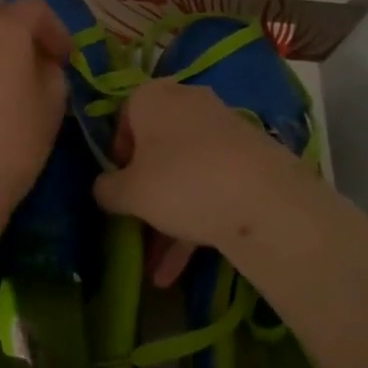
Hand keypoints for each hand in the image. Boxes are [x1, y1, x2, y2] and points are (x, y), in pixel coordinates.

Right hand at [92, 79, 318, 285]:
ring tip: (157, 270)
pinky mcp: (250, 159)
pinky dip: (195, 221)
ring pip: (185, 173)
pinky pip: (212, 186)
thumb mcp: (129, 192)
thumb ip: (107, 188)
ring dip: (168, 218)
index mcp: (154, 96)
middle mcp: (189, 103)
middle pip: (157, 147)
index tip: (117, 185)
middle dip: (145, 192)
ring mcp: (224, 130)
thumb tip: (103, 188)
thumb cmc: (180, 182)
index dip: (116, 153)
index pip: (123, 116)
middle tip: (135, 224)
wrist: (264, 201)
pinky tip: (180, 270)